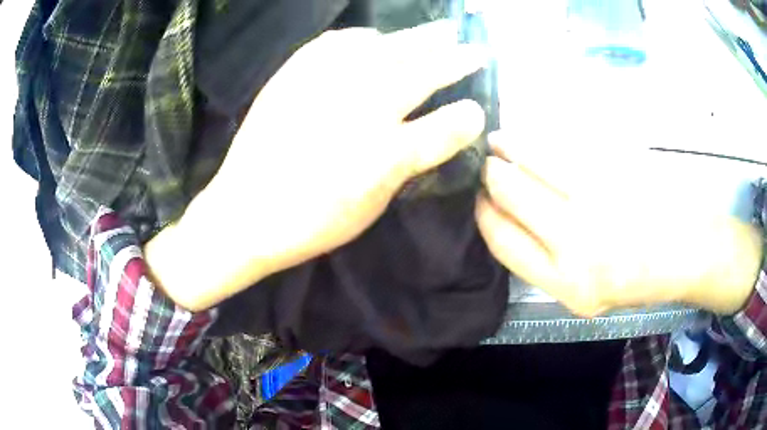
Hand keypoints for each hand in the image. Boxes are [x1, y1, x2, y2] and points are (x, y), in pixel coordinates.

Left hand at [146, 21, 488, 310]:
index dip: (467, 117)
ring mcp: (325, 85)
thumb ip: (405, 165)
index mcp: (383, 155)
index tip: (478, 109)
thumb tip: (429, 134)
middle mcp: (360, 110)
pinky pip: (336, 43)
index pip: (443, 127)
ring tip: (439, 31)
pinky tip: (374, 38)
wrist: (244, 213)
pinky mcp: (294, 75)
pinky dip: (362, 37)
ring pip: (385, 48)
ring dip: (418, 38)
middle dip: (455, 58)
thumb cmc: (310, 222)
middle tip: (474, 49)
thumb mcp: (370, 207)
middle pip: (420, 73)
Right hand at [475, 133, 762, 316]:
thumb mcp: (588, 296)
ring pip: (533, 159)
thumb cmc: (640, 279)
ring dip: (508, 145)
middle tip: (486, 163)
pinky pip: (563, 145)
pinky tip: (532, 137)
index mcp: (567, 283)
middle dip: (490, 175)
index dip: (482, 212)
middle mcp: (578, 244)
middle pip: (510, 193)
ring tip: (499, 140)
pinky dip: (539, 139)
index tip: (477, 197)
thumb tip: (508, 221)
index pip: (501, 239)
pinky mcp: (616, 166)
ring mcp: (599, 198)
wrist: (690, 251)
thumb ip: (547, 265)